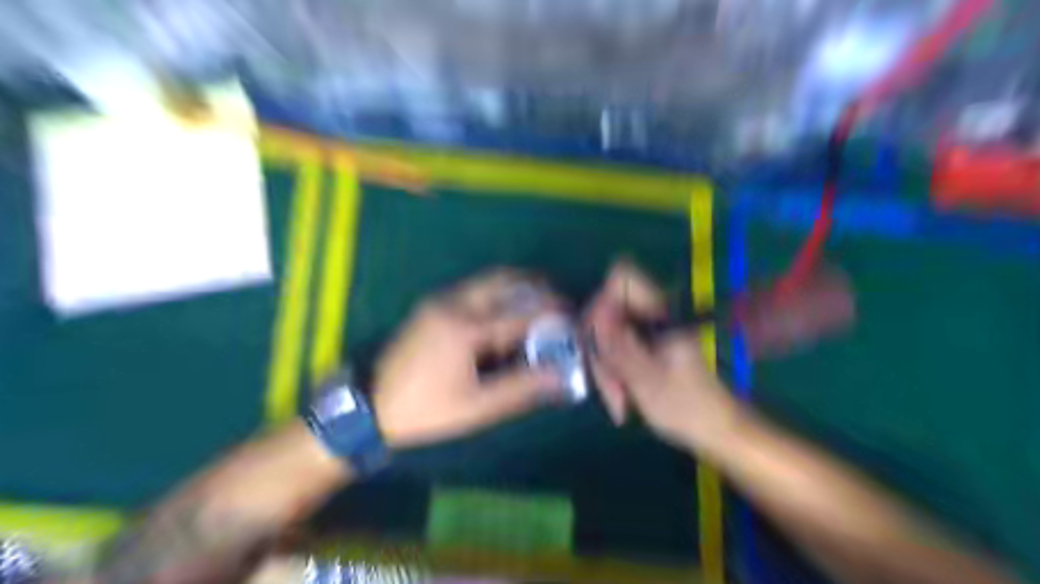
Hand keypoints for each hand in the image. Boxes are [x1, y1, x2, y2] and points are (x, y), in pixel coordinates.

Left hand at [374, 268, 565, 446]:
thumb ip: (520, 388)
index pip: (520, 314)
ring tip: (539, 304)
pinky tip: (505, 315)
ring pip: (488, 281)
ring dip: (517, 287)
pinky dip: (497, 295)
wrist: (369, 406)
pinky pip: (474, 290)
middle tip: (559, 301)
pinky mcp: (432, 305)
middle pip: (505, 280)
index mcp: (465, 328)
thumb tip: (560, 377)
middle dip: (536, 287)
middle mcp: (454, 303)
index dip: (551, 315)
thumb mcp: (476, 406)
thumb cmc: (425, 409)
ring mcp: (440, 300)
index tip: (573, 318)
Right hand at [585, 263, 737, 450]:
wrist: (716, 429)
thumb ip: (618, 346)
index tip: (598, 339)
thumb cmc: (687, 407)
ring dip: (606, 367)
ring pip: (609, 333)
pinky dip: (613, 371)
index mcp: (661, 314)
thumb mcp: (646, 378)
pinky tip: (620, 396)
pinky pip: (617, 348)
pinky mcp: (646, 347)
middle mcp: (653, 315)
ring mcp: (649, 331)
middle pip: (609, 311)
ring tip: (618, 400)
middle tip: (609, 387)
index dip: (602, 302)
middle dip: (601, 348)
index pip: (622, 280)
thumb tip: (594, 316)